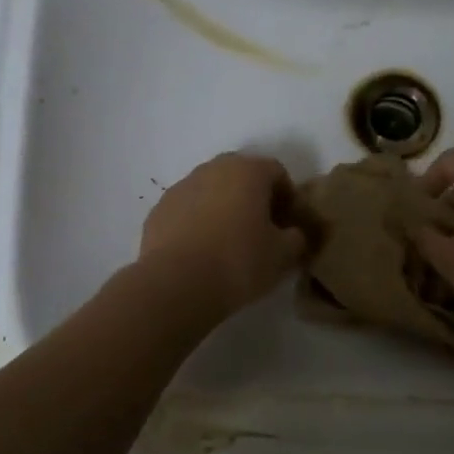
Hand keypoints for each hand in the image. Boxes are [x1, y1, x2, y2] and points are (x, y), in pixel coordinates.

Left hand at [139, 153, 307, 314]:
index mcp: (248, 171)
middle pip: (241, 175)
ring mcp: (181, 187)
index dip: (287, 197)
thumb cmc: (238, 262)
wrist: (176, 284)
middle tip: (260, 230)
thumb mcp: (282, 255)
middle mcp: (213, 168)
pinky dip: (197, 222)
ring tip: (228, 242)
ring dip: (223, 207)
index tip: (288, 224)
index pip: (277, 172)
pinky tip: (201, 251)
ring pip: (211, 191)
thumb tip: (292, 233)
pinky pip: (187, 210)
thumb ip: (296, 238)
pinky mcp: (158, 209)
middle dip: (253, 198)